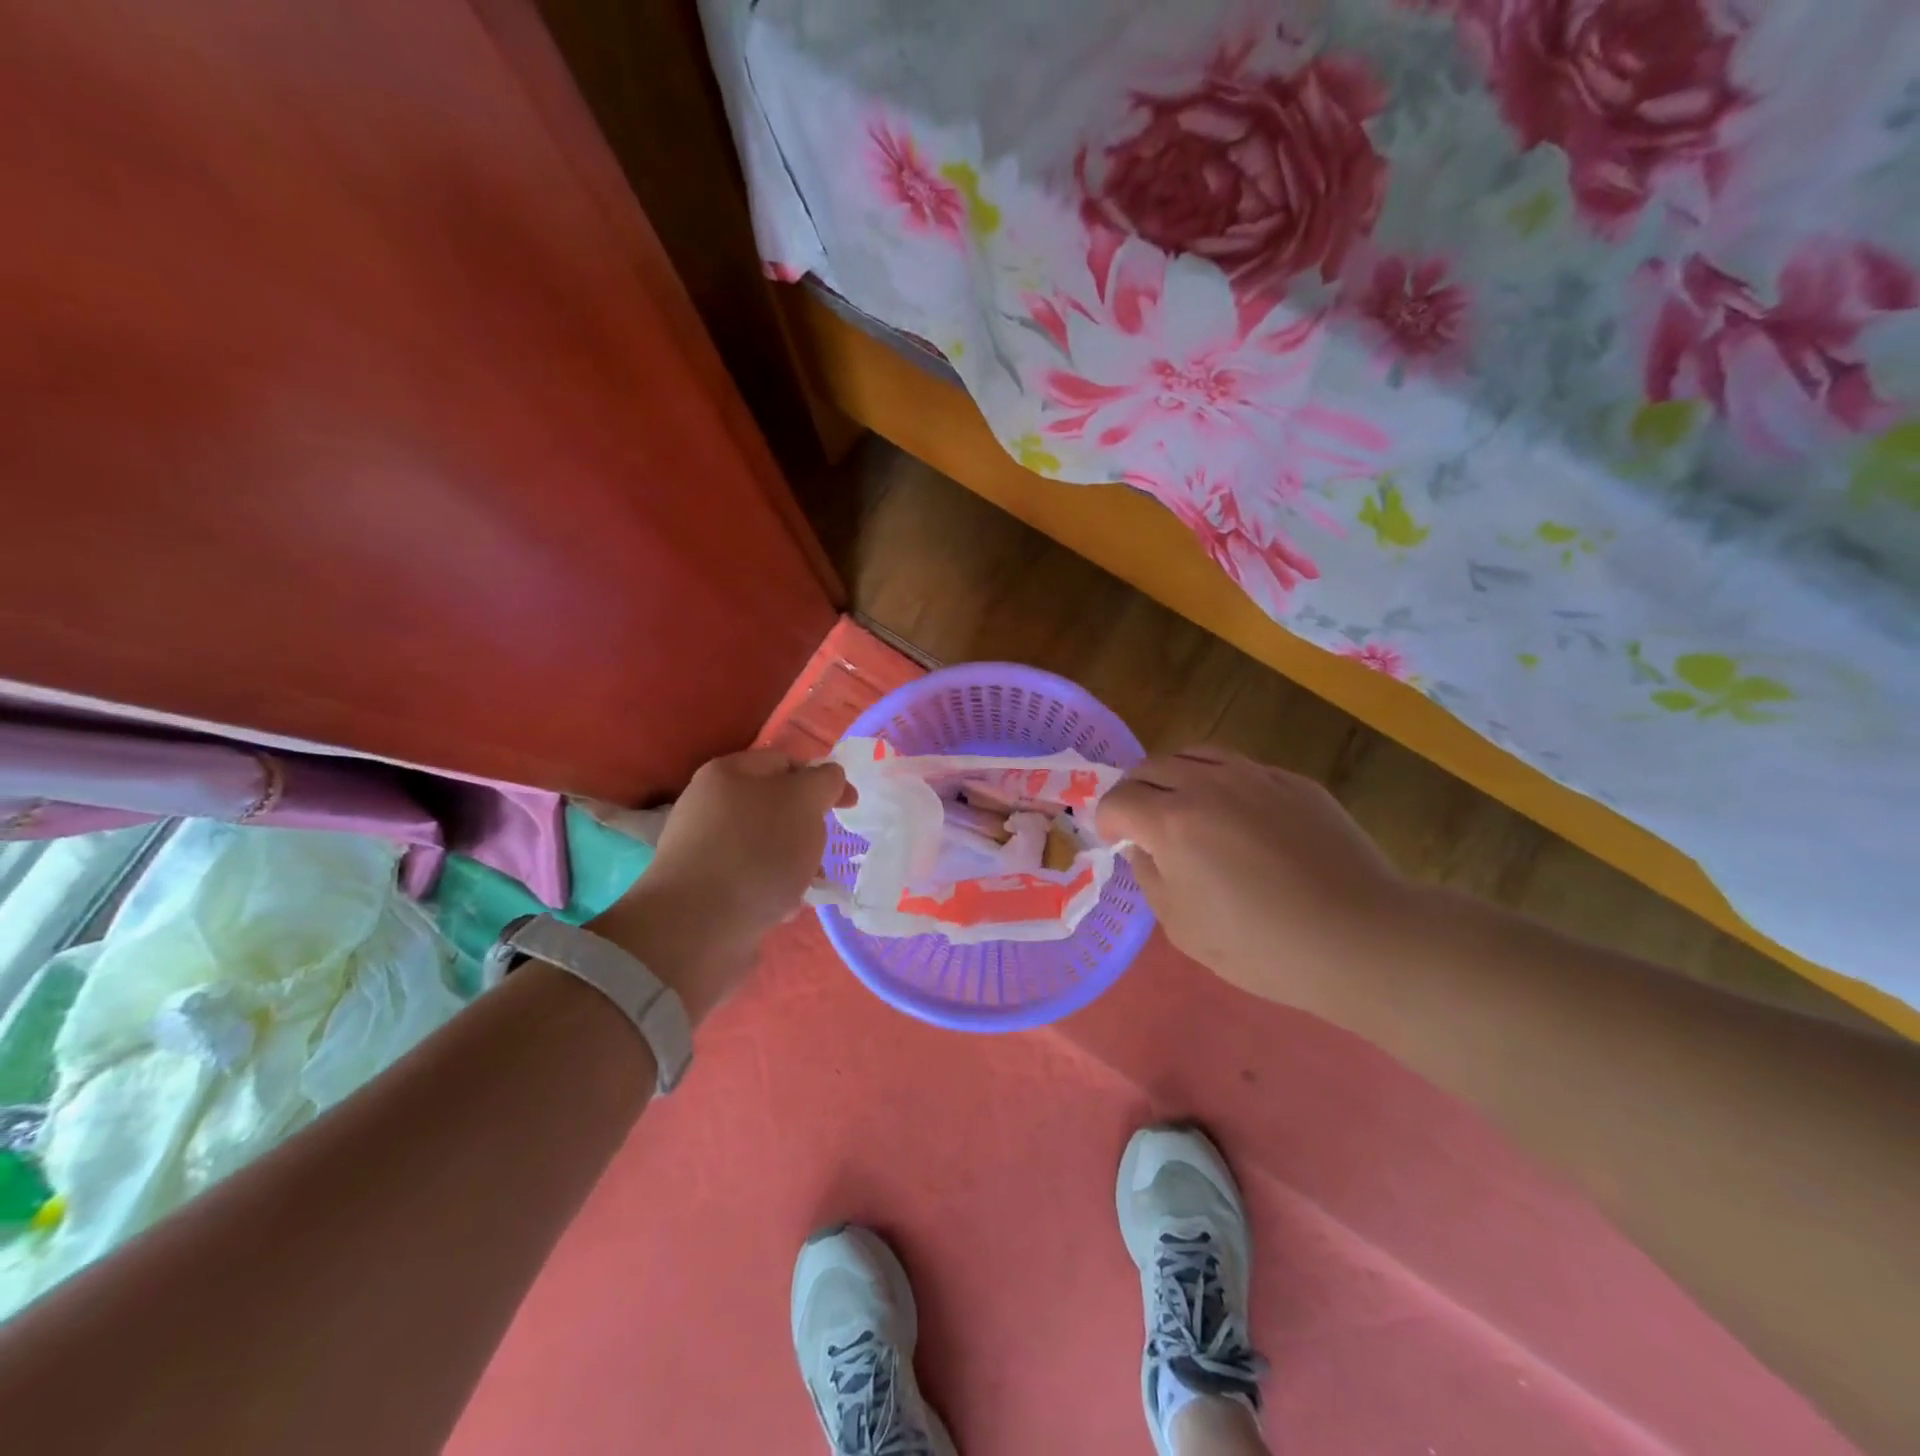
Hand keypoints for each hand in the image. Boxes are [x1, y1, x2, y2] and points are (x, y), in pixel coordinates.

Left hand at [589, 749, 848, 1023]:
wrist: (698, 929)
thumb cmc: (756, 852)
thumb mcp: (803, 802)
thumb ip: (824, 781)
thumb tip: (829, 777)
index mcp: (727, 773)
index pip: (785, 762)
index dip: (822, 779)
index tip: (849, 806)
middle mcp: (709, 806)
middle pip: (777, 807)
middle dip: (807, 828)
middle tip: (821, 850)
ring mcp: (704, 850)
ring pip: (767, 846)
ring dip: (794, 864)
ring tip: (805, 887)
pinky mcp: (705, 890)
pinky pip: (752, 879)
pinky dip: (772, 890)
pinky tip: (781, 909)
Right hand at [1097, 747, 1409, 1005]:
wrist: (1361, 937)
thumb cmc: (1262, 947)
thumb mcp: (1183, 928)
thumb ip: (1151, 878)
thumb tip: (1143, 849)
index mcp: (1172, 822)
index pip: (1118, 800)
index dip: (1106, 820)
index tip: (1114, 841)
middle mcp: (1207, 785)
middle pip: (1150, 766)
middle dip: (1134, 792)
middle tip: (1141, 821)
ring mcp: (1254, 777)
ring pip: (1195, 754)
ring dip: (1174, 776)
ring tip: (1182, 805)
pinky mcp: (1292, 781)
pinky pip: (1240, 767)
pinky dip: (1220, 782)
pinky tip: (1236, 815)